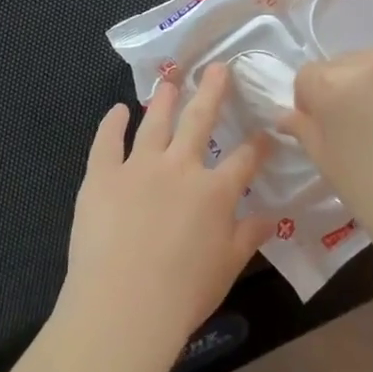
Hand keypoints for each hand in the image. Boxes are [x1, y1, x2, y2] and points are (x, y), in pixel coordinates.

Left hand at [60, 63, 273, 354]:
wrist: (123, 304)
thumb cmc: (182, 293)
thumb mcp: (226, 267)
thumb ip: (247, 236)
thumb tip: (271, 217)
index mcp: (214, 192)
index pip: (244, 160)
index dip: (258, 145)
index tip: (266, 132)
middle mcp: (180, 168)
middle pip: (200, 120)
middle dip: (212, 91)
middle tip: (217, 67)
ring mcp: (138, 167)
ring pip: (155, 122)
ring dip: (165, 99)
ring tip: (170, 79)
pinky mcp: (101, 175)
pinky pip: (107, 141)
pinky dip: (112, 123)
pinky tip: (118, 110)